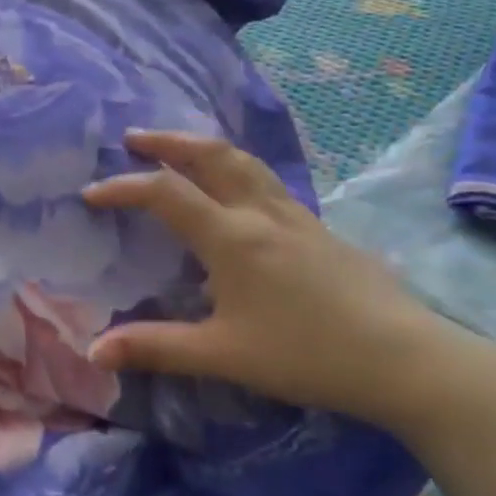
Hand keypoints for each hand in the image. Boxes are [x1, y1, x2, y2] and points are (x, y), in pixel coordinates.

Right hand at [83, 131, 461, 431]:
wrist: (404, 358)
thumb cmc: (306, 353)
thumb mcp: (222, 355)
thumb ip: (155, 348)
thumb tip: (94, 352)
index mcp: (231, 237)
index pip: (165, 193)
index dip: (123, 187)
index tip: (91, 194)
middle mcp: (261, 213)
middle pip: (211, 156)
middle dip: (168, 141)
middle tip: (134, 137)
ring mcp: (296, 217)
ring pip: (245, 163)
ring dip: (204, 149)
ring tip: (180, 149)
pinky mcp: (320, 229)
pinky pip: (268, 183)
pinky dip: (237, 171)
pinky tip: (238, 196)